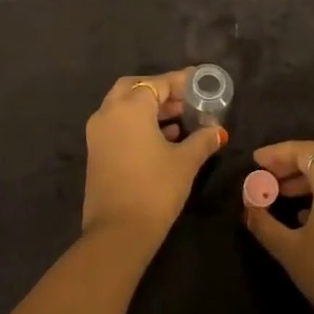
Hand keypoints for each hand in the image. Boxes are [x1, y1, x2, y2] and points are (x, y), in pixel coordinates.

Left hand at [81, 69, 225, 249]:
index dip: (181, 81)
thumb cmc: (155, 189)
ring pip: (124, 107)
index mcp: (130, 107)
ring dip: (149, 108)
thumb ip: (203, 140)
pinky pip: (118, 125)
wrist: (117, 233)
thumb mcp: (185, 162)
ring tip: (180, 120)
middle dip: (160, 91)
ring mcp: (98, 133)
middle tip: (185, 100)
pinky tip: (164, 139)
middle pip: (135, 88)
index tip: (200, 81)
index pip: (158, 83)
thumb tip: (217, 131)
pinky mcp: (96, 152)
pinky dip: (138, 124)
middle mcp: (109, 113)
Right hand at [243, 139, 313, 313]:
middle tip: (272, 172)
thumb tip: (249, 207)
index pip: (303, 151)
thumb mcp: (289, 250)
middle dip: (296, 157)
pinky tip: (307, 211)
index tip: (256, 161)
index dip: (277, 153)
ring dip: (312, 173)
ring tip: (283, 193)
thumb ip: (264, 223)